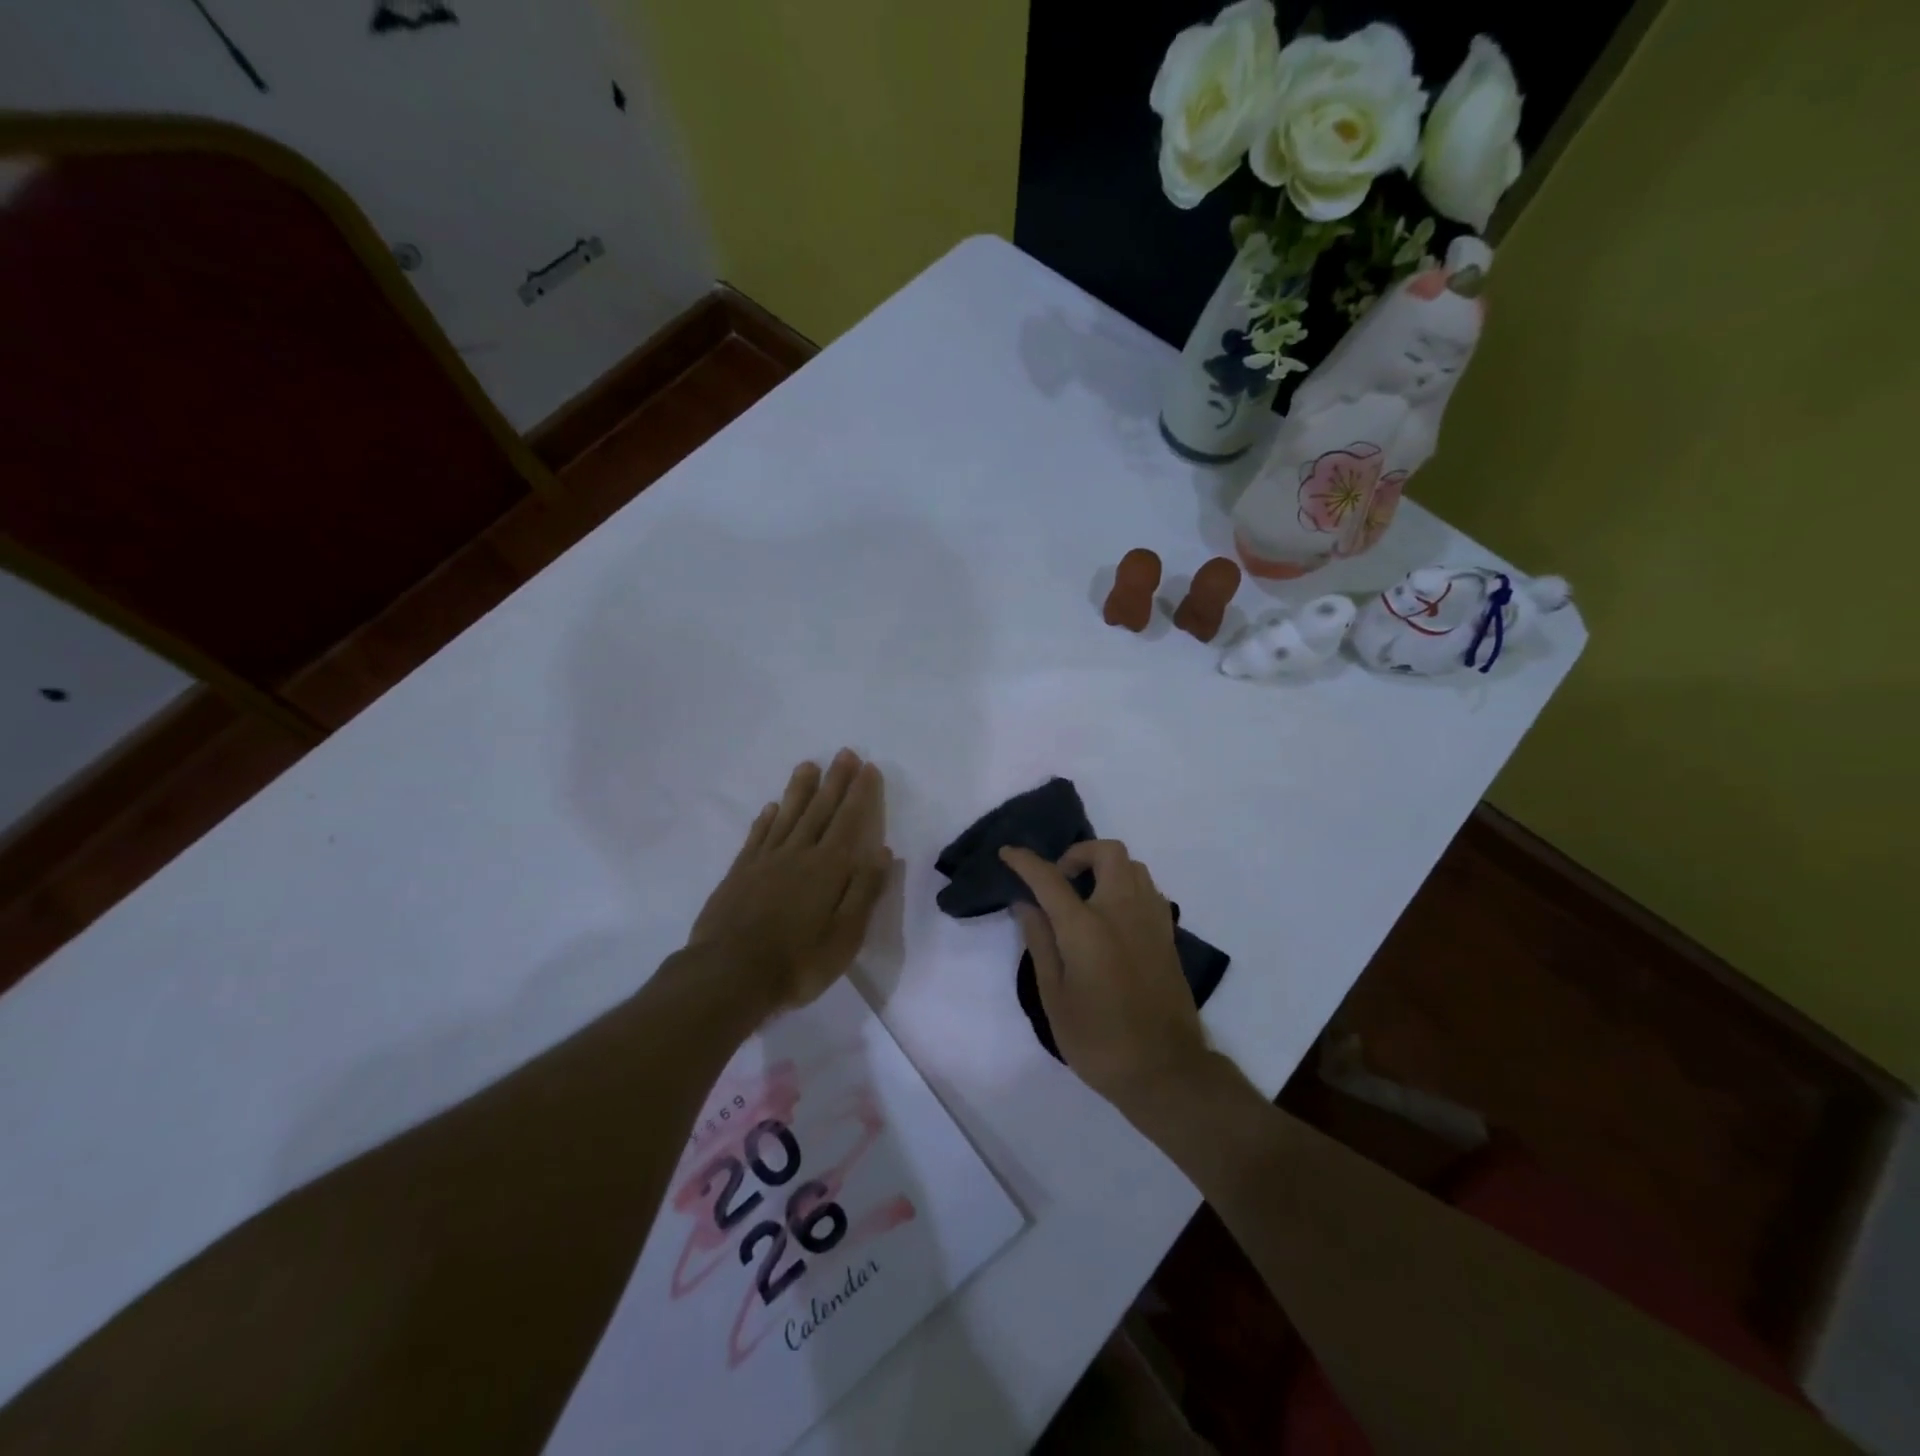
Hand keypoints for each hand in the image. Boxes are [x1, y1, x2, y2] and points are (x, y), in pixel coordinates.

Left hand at [687, 751, 893, 1015]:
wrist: (728, 976)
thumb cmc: (797, 962)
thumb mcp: (845, 936)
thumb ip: (864, 891)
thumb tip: (882, 851)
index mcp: (828, 868)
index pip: (849, 821)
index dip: (860, 794)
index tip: (869, 768)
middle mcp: (798, 854)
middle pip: (820, 810)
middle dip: (835, 781)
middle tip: (845, 753)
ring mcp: (765, 861)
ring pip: (787, 815)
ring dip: (800, 790)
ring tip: (809, 765)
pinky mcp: (740, 873)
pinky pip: (758, 836)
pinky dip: (768, 819)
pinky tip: (772, 807)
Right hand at [1000, 841, 1213, 1110]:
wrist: (1165, 1070)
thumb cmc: (1099, 1040)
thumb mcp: (1054, 997)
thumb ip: (1039, 942)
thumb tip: (1025, 904)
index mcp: (1086, 928)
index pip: (1050, 878)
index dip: (1025, 861)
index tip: (1008, 853)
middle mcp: (1122, 911)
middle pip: (1106, 852)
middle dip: (1078, 853)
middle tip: (1060, 880)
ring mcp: (1151, 919)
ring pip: (1132, 865)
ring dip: (1105, 867)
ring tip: (1085, 897)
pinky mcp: (1167, 934)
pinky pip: (1147, 889)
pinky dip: (1125, 886)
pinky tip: (1111, 918)